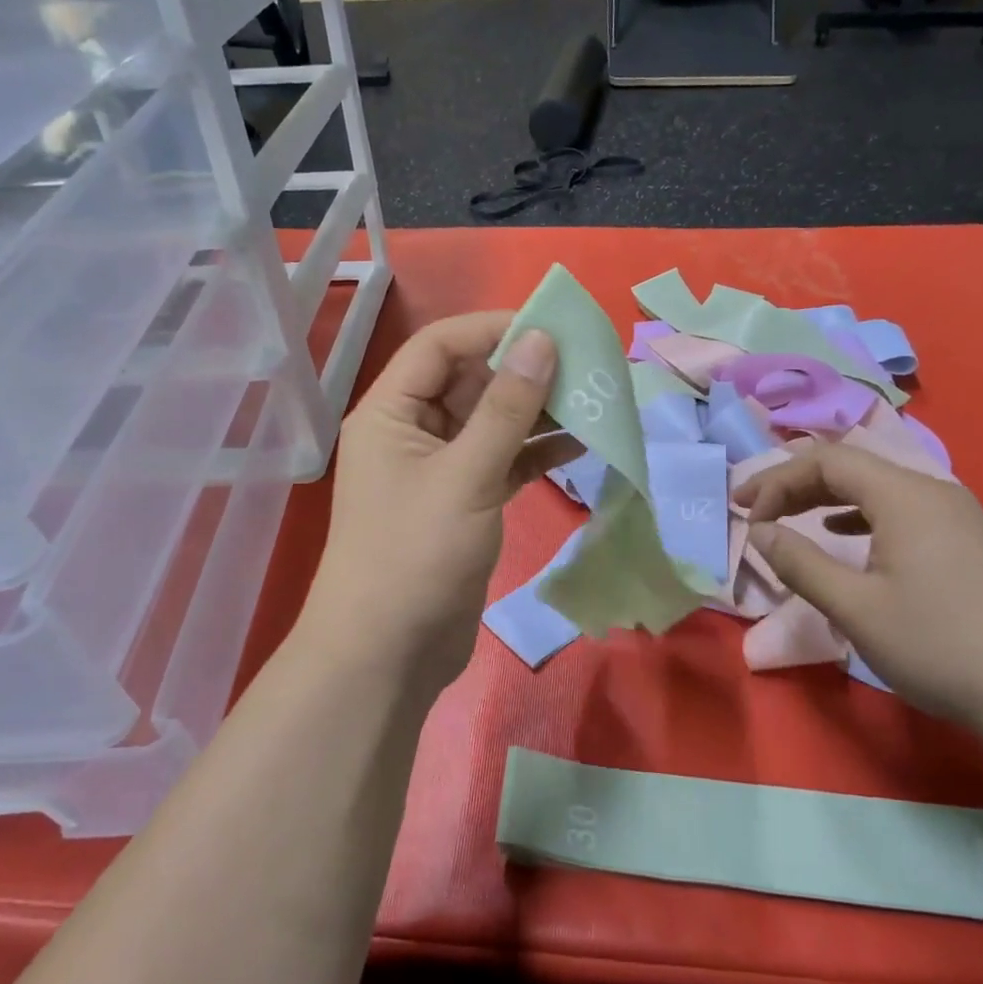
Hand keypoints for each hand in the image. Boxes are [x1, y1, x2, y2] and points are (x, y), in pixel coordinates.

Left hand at [296, 313, 576, 699]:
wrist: (388, 655)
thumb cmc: (416, 556)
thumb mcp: (466, 475)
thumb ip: (507, 408)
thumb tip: (542, 340)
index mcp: (391, 411)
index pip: (441, 346)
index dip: (493, 329)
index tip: (552, 328)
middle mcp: (411, 431)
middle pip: (470, 381)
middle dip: (525, 371)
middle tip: (587, 364)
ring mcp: (438, 468)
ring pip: (491, 422)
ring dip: (537, 412)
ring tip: (594, 399)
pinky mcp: (463, 502)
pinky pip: (502, 461)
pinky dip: (535, 451)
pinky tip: (580, 443)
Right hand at [735, 440, 982, 728]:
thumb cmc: (937, 644)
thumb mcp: (854, 607)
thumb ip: (799, 562)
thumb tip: (760, 531)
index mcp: (904, 495)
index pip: (826, 461)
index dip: (777, 480)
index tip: (745, 513)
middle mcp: (931, 490)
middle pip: (850, 466)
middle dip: (795, 484)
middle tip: (755, 510)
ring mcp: (954, 514)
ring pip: (875, 486)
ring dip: (825, 497)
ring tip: (790, 518)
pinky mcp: (965, 539)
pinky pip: (898, 508)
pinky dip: (858, 514)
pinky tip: (843, 536)